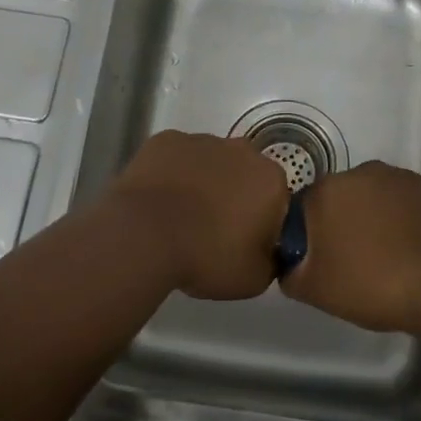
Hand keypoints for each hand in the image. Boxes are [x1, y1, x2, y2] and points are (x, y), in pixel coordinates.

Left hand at [106, 130, 289, 299]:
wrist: (144, 236)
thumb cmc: (206, 256)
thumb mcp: (254, 280)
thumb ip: (271, 262)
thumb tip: (267, 252)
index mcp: (270, 180)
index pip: (276, 200)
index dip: (262, 222)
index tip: (243, 243)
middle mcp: (242, 150)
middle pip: (244, 174)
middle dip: (234, 196)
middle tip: (213, 230)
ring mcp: (201, 140)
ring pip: (210, 162)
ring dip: (203, 183)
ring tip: (180, 217)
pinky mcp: (165, 140)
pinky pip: (176, 158)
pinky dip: (172, 174)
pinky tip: (159, 201)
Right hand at [281, 162, 420, 334]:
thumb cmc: (372, 284)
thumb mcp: (315, 291)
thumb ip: (291, 272)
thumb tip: (290, 264)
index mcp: (328, 190)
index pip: (306, 207)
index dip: (311, 235)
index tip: (321, 261)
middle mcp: (363, 172)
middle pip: (344, 197)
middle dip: (345, 222)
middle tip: (354, 261)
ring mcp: (403, 178)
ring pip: (378, 198)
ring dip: (378, 219)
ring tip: (389, 257)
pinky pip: (410, 204)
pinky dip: (408, 221)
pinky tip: (415, 250)